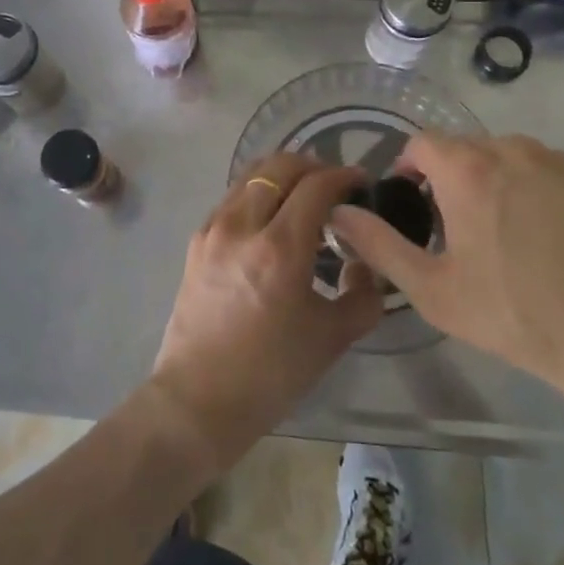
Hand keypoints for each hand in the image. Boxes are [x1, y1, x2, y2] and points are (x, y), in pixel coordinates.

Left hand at [150, 154, 382, 474]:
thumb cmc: (271, 374)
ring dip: (283, 175)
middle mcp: (243, 225)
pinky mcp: (197, 239)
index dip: (343, 176)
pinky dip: (258, 193)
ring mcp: (214, 228)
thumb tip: (366, 264)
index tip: (361, 182)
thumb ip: (362, 295)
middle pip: (280, 166)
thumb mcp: (332, 338)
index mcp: (280, 248)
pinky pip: (233, 197)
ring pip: (252, 175)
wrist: (199, 399)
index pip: (316, 185)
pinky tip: (272, 219)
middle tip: (334, 185)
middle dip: (313, 166)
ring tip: (303, 196)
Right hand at [330, 133, 563, 400]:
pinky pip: (532, 167)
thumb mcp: (432, 289)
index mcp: (466, 168)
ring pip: (496, 155)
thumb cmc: (514, 313)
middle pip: (459, 148)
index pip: (421, 143)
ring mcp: (551, 161)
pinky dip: (518, 185)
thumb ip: (377, 244)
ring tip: (489, 232)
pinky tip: (530, 234)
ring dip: (481, 179)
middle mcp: (508, 148)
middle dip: (443, 178)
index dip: (406, 169)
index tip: (409, 206)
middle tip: (446, 229)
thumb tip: (338, 213)